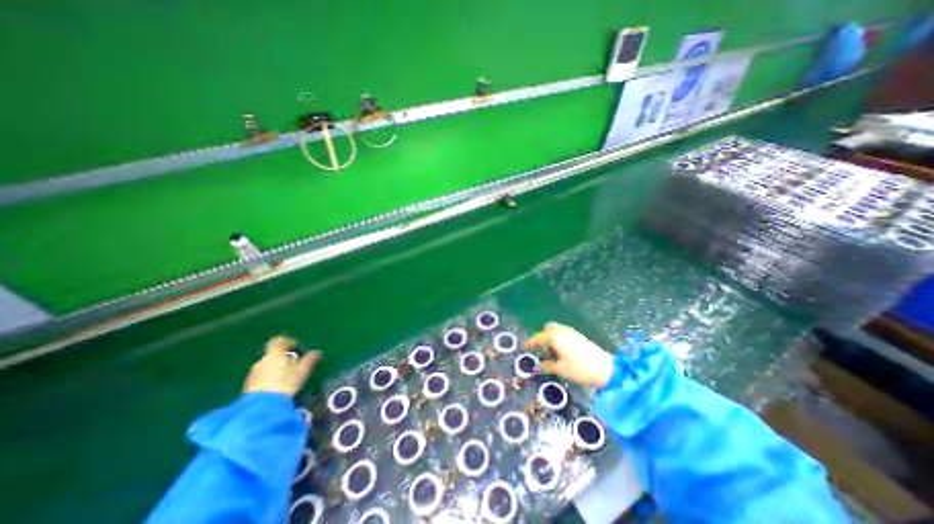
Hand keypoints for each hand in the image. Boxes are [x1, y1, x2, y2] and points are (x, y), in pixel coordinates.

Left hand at [242, 339, 323, 395]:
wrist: (262, 407)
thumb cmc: (285, 383)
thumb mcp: (303, 370)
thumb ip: (309, 359)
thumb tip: (317, 352)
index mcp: (275, 353)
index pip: (279, 341)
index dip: (288, 342)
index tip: (296, 346)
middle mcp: (262, 360)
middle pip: (273, 354)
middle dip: (283, 357)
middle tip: (295, 364)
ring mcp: (253, 373)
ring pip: (267, 366)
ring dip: (276, 368)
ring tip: (287, 377)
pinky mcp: (248, 386)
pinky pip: (261, 377)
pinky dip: (269, 378)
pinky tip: (277, 387)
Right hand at [529, 322, 618, 391]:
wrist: (606, 369)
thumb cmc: (580, 369)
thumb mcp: (561, 370)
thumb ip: (547, 366)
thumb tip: (536, 367)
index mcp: (554, 337)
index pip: (538, 337)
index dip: (531, 342)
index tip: (525, 348)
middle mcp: (561, 331)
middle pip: (547, 328)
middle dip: (542, 336)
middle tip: (540, 349)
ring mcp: (571, 332)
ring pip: (556, 330)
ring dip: (550, 337)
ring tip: (551, 352)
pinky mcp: (579, 336)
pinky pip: (563, 333)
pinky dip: (558, 338)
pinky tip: (561, 351)